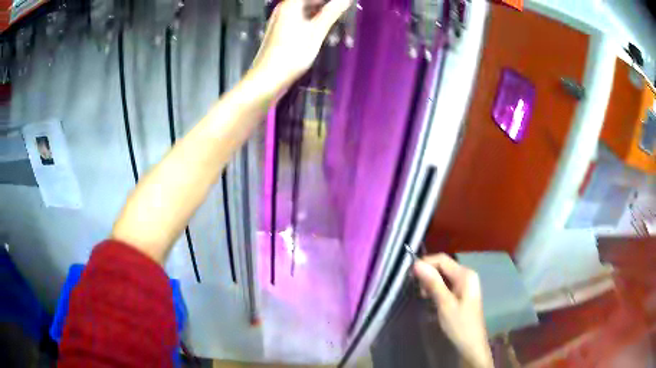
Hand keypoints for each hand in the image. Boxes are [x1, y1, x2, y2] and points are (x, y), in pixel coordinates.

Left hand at [248, 0, 350, 93]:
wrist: (267, 79)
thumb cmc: (293, 54)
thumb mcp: (316, 32)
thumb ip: (332, 12)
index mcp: (291, 4)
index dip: (331, 1)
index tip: (346, 5)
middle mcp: (285, 8)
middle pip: (311, 1)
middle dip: (330, 7)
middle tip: (346, 15)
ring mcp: (282, 20)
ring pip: (308, 12)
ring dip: (325, 18)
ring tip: (339, 30)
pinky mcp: (283, 32)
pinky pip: (302, 21)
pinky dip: (315, 26)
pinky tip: (327, 37)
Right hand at [414, 254, 493, 367]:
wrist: (471, 344)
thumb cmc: (459, 324)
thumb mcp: (444, 304)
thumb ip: (433, 282)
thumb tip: (416, 264)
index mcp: (465, 275)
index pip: (442, 259)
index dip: (425, 263)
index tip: (410, 276)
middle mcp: (467, 275)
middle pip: (443, 266)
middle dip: (428, 274)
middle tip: (417, 290)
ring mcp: (465, 284)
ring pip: (443, 276)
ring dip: (431, 283)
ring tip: (423, 297)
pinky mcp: (462, 293)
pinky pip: (447, 284)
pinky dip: (437, 289)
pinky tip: (431, 299)